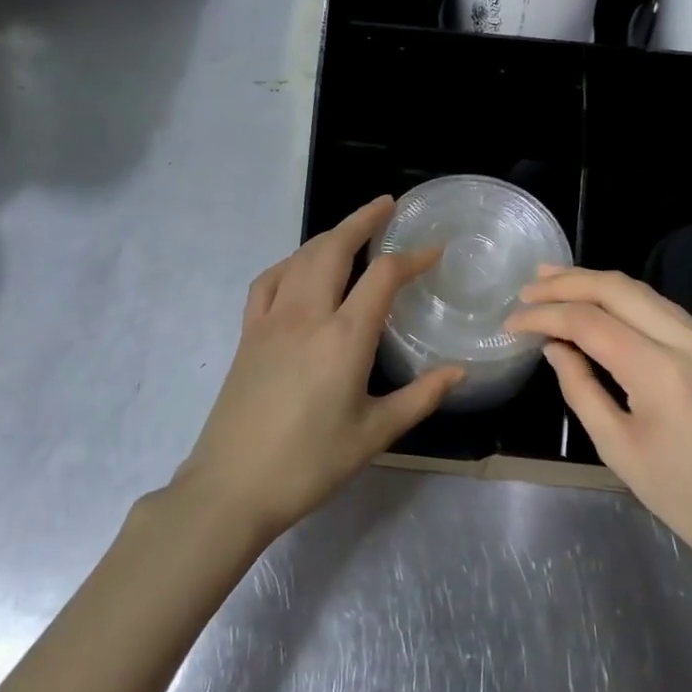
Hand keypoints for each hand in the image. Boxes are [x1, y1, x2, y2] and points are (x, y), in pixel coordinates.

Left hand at [174, 197, 463, 538]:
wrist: (233, 485)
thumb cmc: (310, 464)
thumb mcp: (374, 434)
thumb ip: (420, 397)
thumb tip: (459, 371)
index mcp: (344, 338)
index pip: (383, 276)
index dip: (412, 257)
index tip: (434, 251)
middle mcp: (307, 315)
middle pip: (334, 248)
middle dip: (362, 220)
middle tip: (386, 206)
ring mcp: (271, 320)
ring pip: (300, 258)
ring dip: (328, 235)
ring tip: (351, 231)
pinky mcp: (248, 333)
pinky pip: (269, 281)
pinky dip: (290, 262)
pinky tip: (299, 268)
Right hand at [508, 266, 691, 598]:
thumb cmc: (685, 499)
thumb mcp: (618, 449)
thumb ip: (580, 389)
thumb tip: (554, 347)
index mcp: (663, 375)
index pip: (590, 323)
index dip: (545, 315)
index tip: (512, 321)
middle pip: (619, 289)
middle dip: (568, 282)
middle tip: (528, 285)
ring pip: (644, 292)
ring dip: (596, 284)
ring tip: (554, 281)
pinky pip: (664, 311)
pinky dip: (625, 302)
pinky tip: (601, 305)